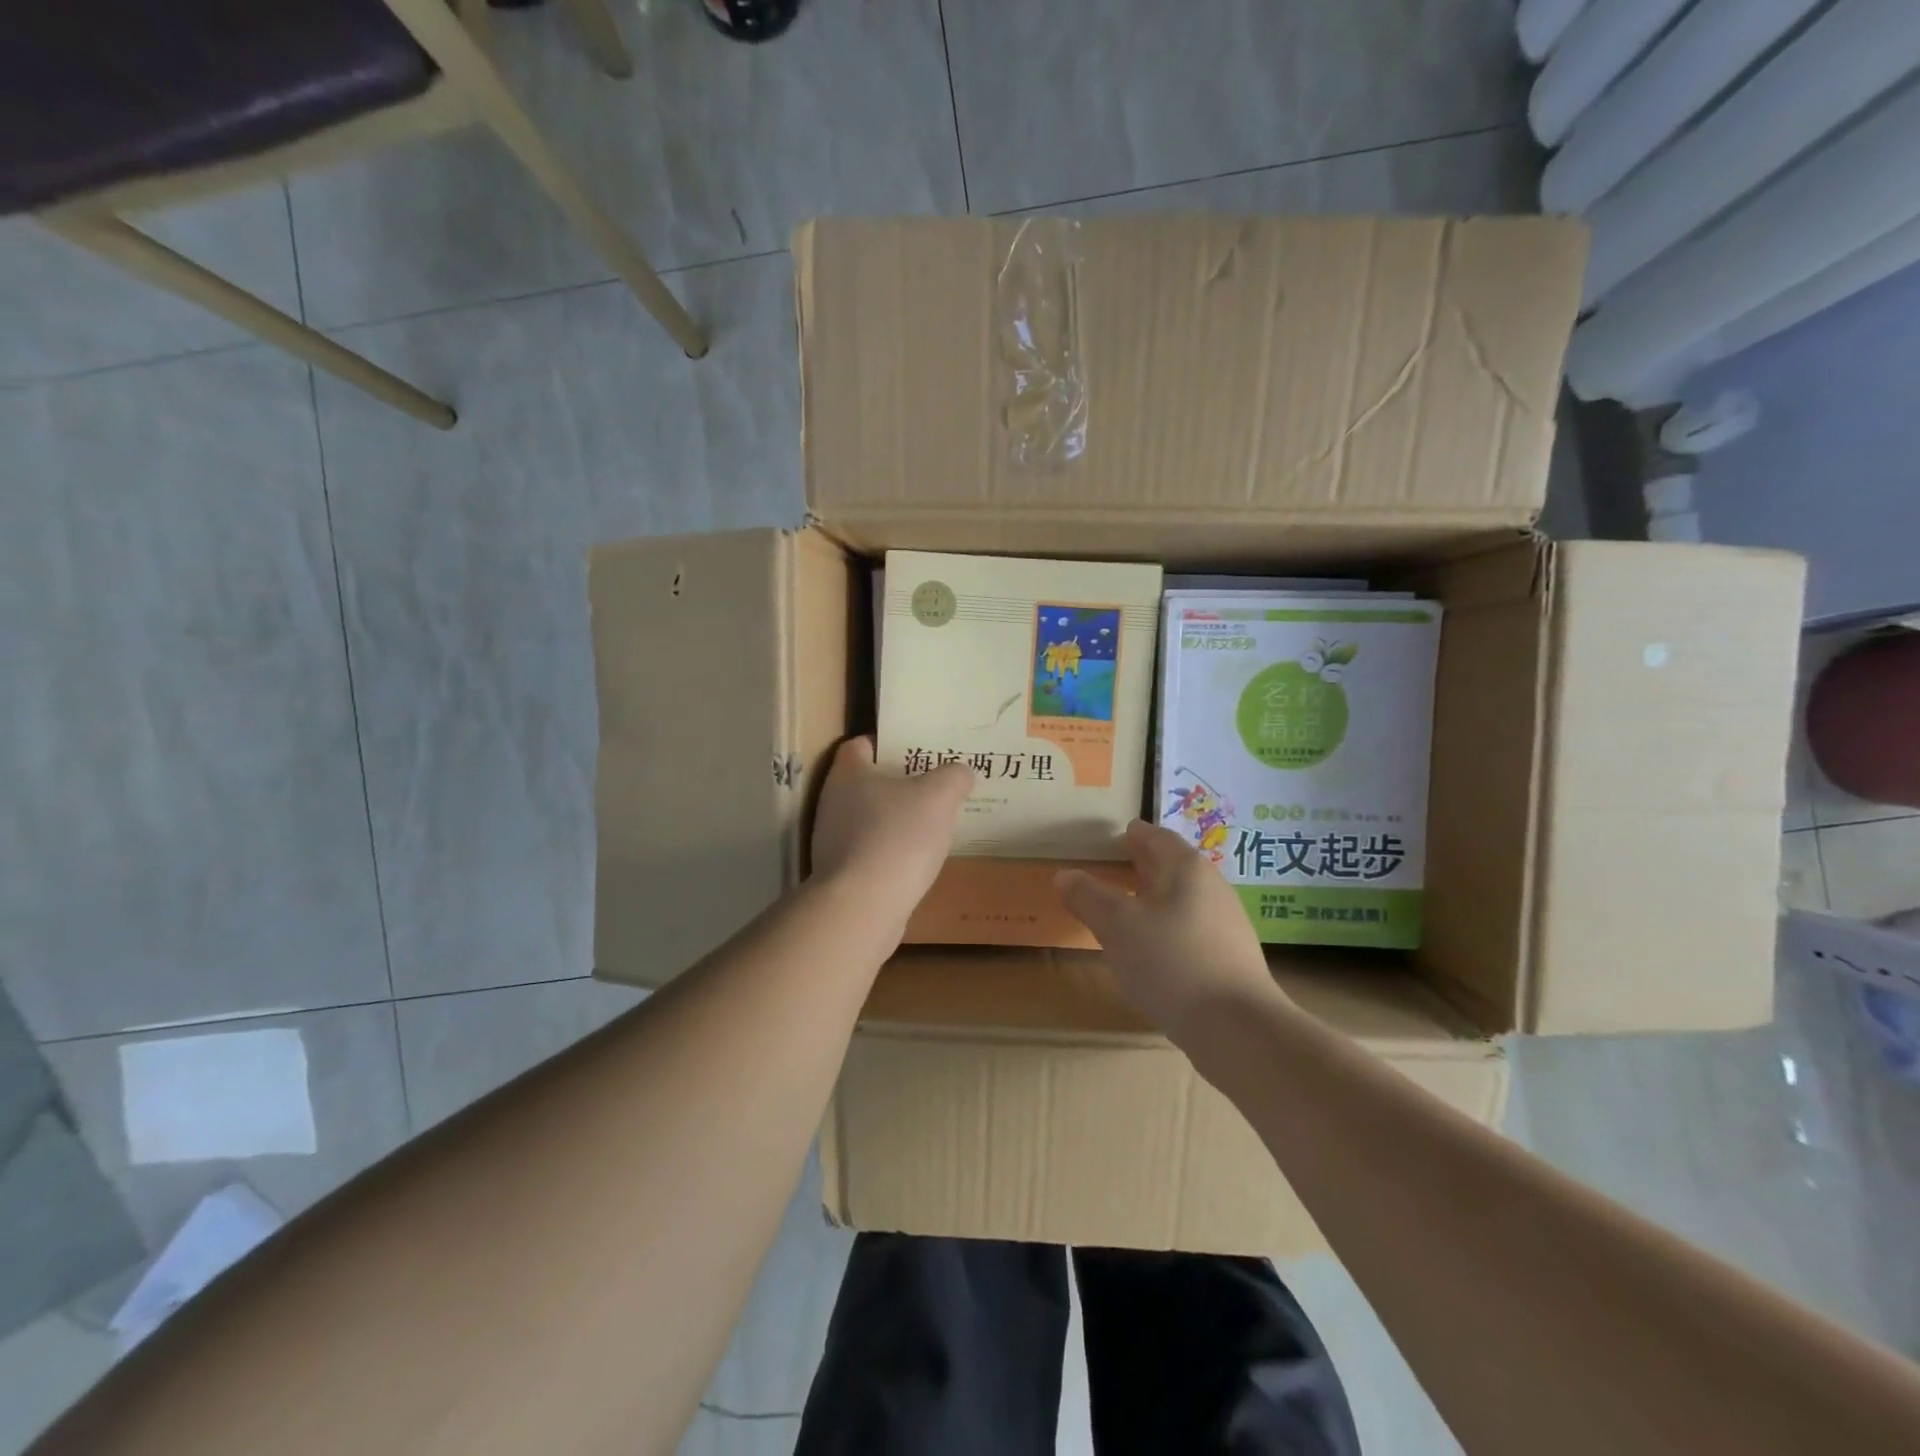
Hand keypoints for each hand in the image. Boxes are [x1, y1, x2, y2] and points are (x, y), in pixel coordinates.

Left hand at [810, 736, 974, 920]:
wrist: (864, 907)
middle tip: (933, 787)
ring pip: (868, 820)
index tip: (917, 751)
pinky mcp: (840, 874)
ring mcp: (831, 841)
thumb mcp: (939, 796)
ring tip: (931, 825)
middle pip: (866, 783)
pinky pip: (870, 852)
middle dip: (898, 785)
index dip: (887, 743)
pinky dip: (890, 852)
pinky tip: (916, 861)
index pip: (861, 745)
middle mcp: (832, 802)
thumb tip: (962, 773)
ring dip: (895, 821)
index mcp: (848, 773)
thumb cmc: (898, 836)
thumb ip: (954, 777)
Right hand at [1057, 820, 1279, 1040]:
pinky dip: (1168, 928)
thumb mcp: (1117, 925)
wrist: (1238, 1028)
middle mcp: (1212, 887)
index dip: (1135, 835)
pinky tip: (1153, 950)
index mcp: (1186, 868)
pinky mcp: (1231, 959)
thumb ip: (1088, 897)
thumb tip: (1065, 875)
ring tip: (1128, 909)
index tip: (1119, 836)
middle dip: (1144, 866)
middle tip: (1117, 867)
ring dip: (1156, 899)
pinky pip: (1192, 929)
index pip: (1157, 837)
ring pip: (1183, 900)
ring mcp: (1226, 924)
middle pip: (1173, 867)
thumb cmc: (1171, 961)